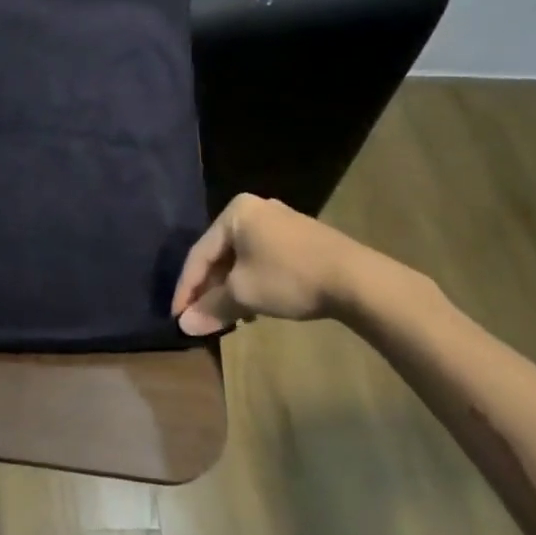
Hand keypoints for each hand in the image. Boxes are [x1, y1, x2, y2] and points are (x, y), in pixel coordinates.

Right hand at [172, 193, 374, 335]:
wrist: (357, 280)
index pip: (199, 253)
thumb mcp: (244, 294)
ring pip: (242, 258)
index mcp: (234, 212)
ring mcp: (281, 222)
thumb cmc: (289, 277)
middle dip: (210, 288)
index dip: (186, 288)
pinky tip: (257, 306)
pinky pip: (263, 259)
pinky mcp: (301, 238)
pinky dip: (253, 281)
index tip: (177, 316)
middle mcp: (255, 209)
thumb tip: (184, 325)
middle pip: (220, 254)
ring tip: (228, 317)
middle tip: (202, 317)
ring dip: (231, 288)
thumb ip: (212, 307)